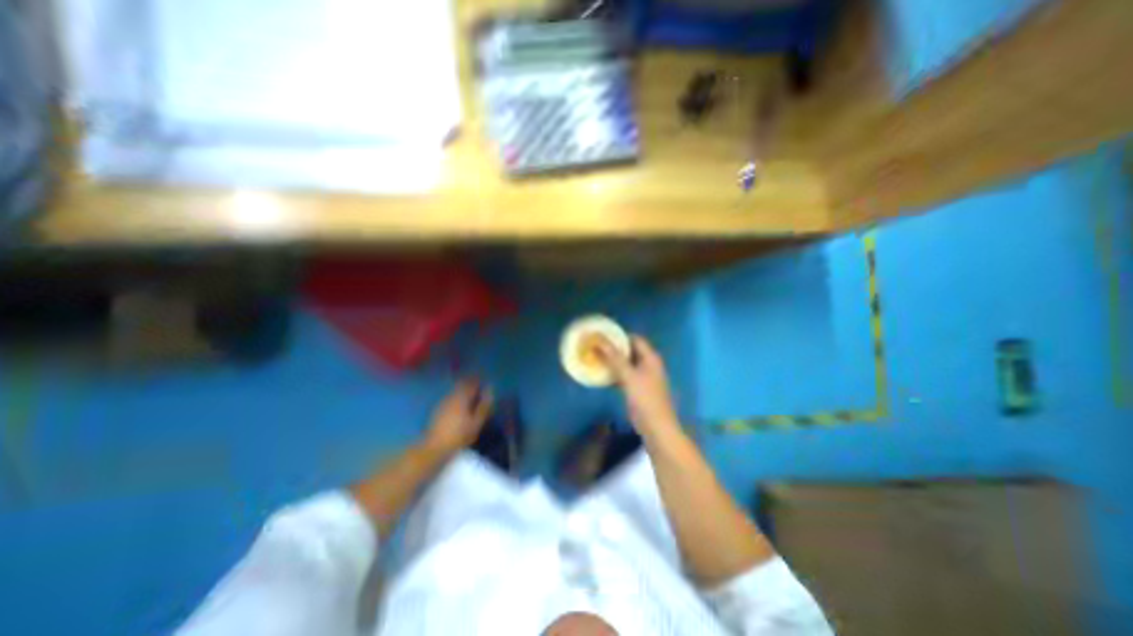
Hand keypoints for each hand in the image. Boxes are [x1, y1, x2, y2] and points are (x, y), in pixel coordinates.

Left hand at [422, 377, 495, 456]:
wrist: (435, 447)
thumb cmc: (459, 435)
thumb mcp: (476, 422)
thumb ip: (484, 405)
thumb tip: (490, 390)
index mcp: (462, 397)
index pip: (471, 383)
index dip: (478, 380)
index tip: (485, 381)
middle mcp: (452, 396)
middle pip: (461, 384)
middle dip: (470, 383)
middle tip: (478, 386)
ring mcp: (443, 402)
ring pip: (455, 390)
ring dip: (463, 389)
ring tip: (470, 395)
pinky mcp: (438, 409)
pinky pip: (450, 397)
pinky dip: (456, 396)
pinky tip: (459, 404)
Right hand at [597, 339, 674, 437]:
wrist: (656, 428)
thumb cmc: (645, 399)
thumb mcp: (629, 376)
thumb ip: (614, 358)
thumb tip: (599, 340)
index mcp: (650, 358)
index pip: (635, 339)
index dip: (620, 335)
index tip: (602, 334)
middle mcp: (648, 364)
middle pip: (630, 351)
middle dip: (614, 348)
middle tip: (595, 345)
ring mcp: (643, 377)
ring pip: (625, 364)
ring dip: (612, 361)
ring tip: (595, 357)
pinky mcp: (637, 389)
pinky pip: (624, 375)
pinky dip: (614, 373)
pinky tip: (601, 374)